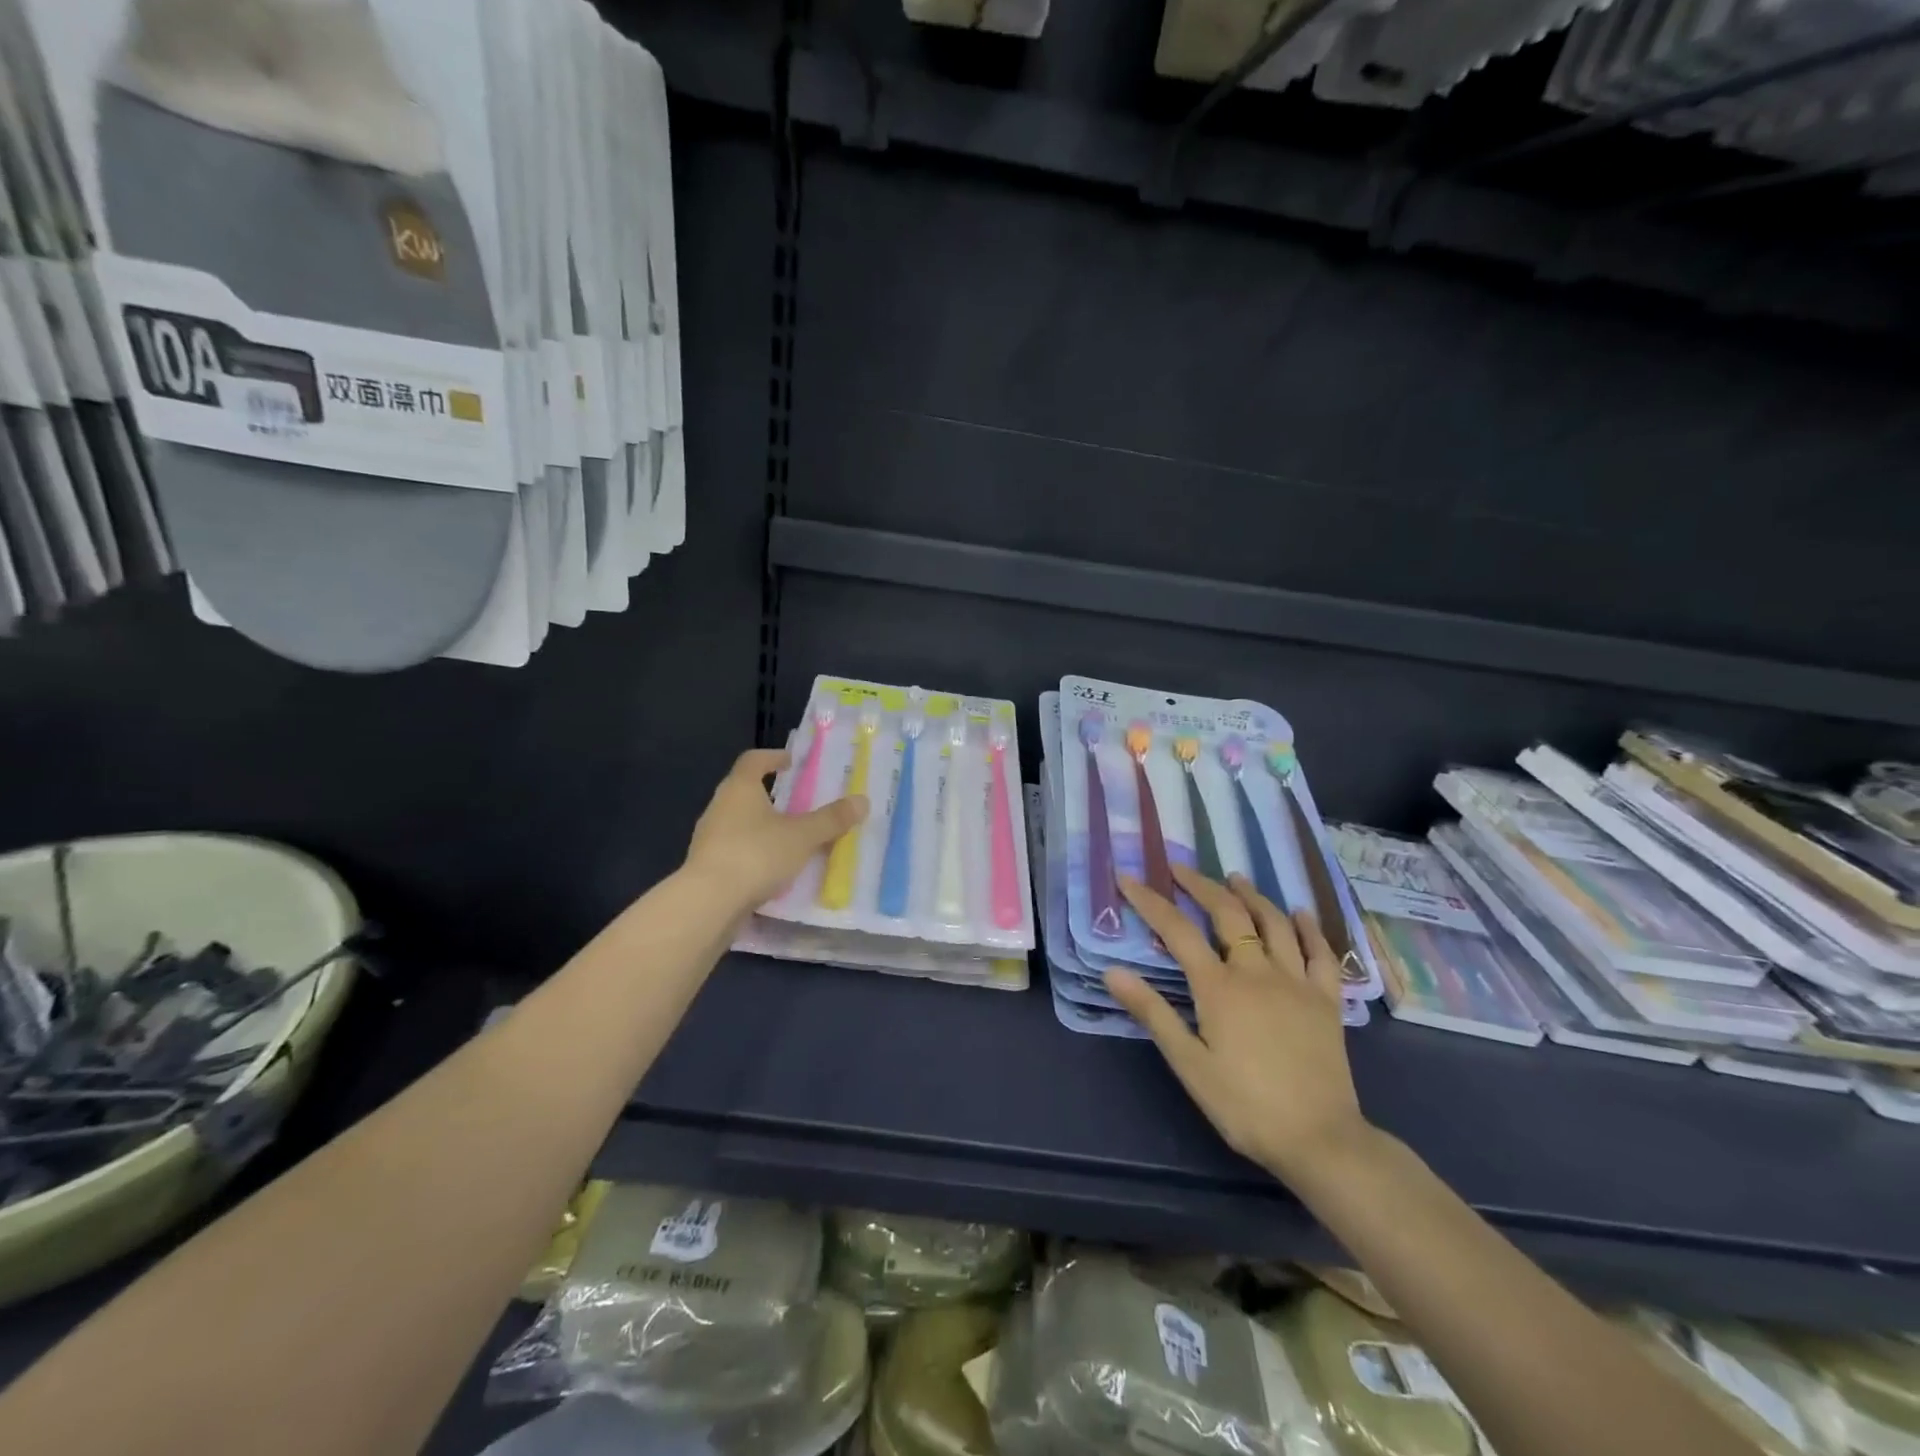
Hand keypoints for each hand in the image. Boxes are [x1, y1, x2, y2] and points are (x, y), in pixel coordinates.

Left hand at [683, 749, 866, 915]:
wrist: (708, 904)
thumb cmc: (756, 855)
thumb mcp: (802, 836)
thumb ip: (831, 819)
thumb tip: (862, 801)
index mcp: (739, 789)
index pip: (753, 760)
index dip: (772, 757)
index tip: (791, 762)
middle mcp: (719, 807)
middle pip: (745, 791)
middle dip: (771, 795)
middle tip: (798, 802)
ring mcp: (709, 838)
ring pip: (740, 823)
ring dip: (763, 827)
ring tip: (791, 839)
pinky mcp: (707, 867)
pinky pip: (736, 850)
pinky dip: (755, 853)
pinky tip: (773, 869)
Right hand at [1106, 863, 1368, 1186]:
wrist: (1320, 1140)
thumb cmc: (1245, 1105)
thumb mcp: (1189, 1064)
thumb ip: (1152, 1013)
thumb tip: (1113, 971)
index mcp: (1219, 988)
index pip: (1177, 931)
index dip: (1150, 901)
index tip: (1128, 878)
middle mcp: (1258, 972)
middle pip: (1228, 914)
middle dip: (1201, 885)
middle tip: (1180, 868)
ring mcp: (1297, 982)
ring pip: (1274, 923)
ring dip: (1252, 895)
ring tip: (1235, 878)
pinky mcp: (1327, 1000)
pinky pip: (1321, 952)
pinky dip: (1309, 927)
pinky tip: (1299, 913)